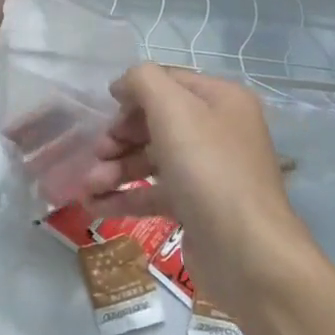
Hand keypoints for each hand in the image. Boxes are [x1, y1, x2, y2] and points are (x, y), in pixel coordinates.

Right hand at [82, 65, 310, 312]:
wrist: (246, 253)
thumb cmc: (208, 169)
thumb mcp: (173, 109)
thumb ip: (143, 81)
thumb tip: (123, 86)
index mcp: (221, 100)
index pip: (168, 82)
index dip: (133, 93)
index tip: (103, 110)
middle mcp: (218, 131)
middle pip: (156, 122)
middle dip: (120, 136)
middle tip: (97, 151)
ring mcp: (208, 172)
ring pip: (152, 159)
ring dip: (116, 168)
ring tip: (88, 186)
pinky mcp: (197, 208)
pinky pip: (154, 193)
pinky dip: (124, 196)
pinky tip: (94, 205)